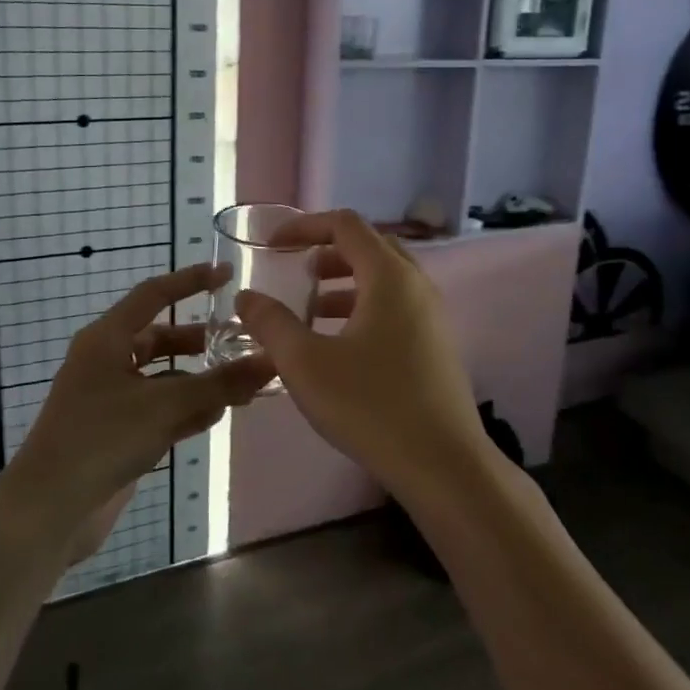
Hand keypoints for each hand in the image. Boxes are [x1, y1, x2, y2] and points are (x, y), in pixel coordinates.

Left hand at [0, 264, 273, 544]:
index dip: (191, 281)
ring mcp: (109, 398)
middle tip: (242, 344)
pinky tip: (216, 416)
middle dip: (201, 342)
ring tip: (241, 386)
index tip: (228, 274)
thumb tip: (270, 360)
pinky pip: (158, 408)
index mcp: (106, 339)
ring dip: (199, 380)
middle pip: (161, 338)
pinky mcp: (115, 431)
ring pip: (163, 376)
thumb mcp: (166, 406)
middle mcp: (106, 361)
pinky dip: (185, 408)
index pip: (154, 295)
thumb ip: (220, 383)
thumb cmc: (101, 440)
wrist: (47, 511)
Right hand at [234, 210, 488, 498]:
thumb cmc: (371, 405)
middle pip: (369, 247)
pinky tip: (341, 345)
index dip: (305, 226)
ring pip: (384, 280)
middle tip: (295, 271)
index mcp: (389, 277)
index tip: (272, 246)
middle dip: (327, 252)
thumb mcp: (306, 363)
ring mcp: (432, 316)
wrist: (443, 465)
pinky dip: (364, 308)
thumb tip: (246, 297)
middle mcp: (416, 285)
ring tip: (312, 309)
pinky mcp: (436, 345)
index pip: (346, 225)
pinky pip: (396, 307)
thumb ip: (271, 324)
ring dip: (345, 283)